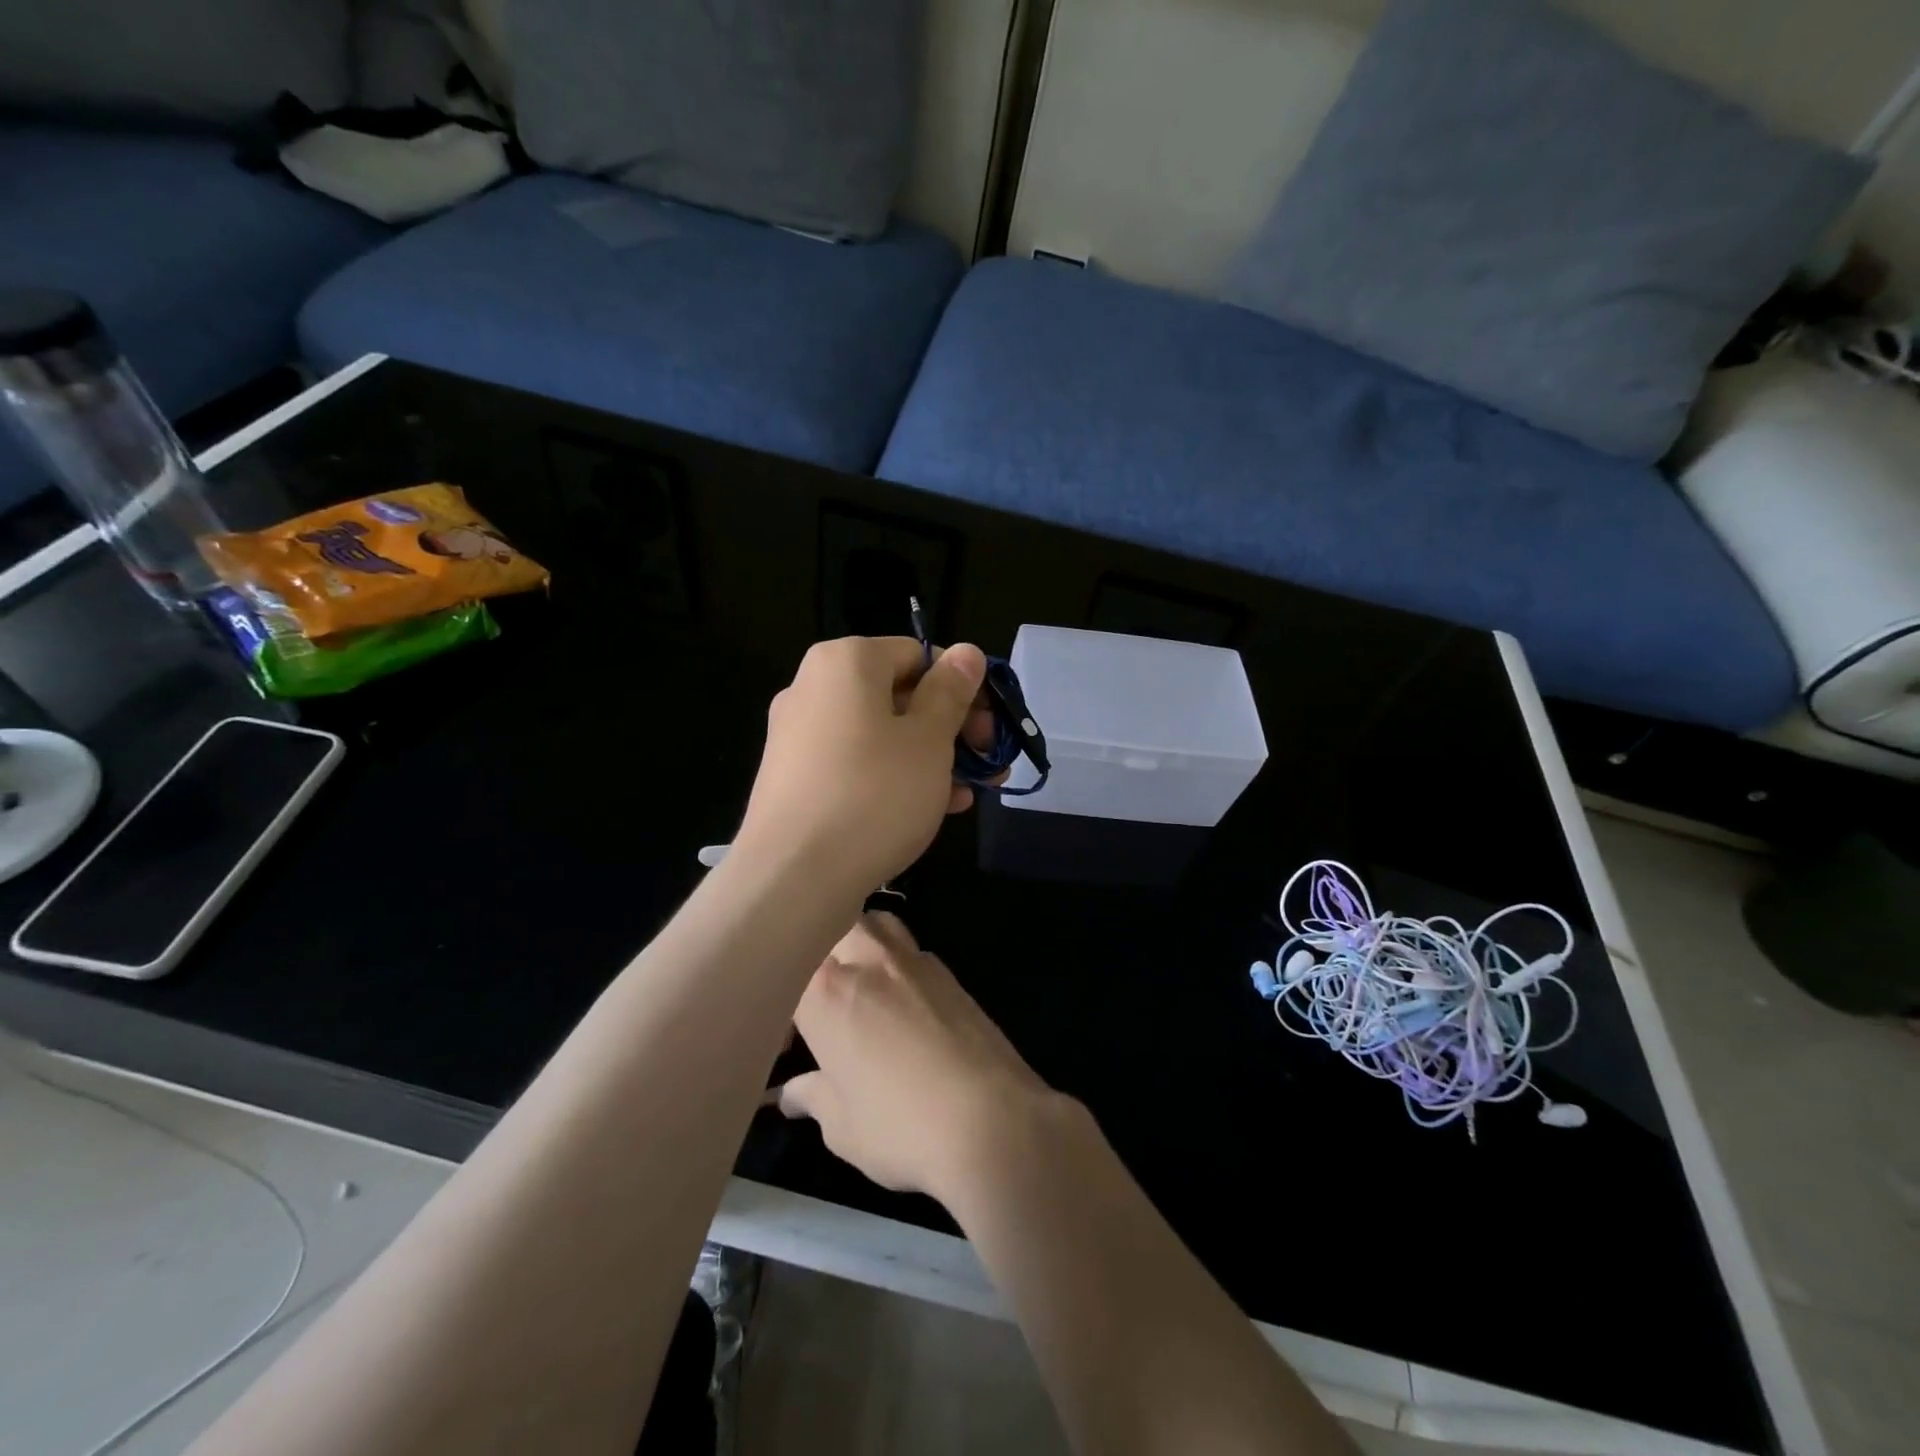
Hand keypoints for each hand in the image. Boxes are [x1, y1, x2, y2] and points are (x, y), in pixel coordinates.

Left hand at [735, 636, 991, 895]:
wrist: (793, 879)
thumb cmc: (874, 794)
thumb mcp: (929, 739)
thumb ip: (950, 691)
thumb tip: (966, 652)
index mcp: (845, 662)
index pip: (918, 655)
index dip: (962, 688)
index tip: (989, 729)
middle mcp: (813, 688)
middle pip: (899, 695)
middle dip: (950, 729)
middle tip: (987, 764)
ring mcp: (798, 736)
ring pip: (881, 735)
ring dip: (930, 758)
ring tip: (966, 794)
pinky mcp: (795, 779)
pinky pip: (856, 764)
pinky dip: (894, 778)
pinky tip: (931, 810)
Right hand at [776, 913, 1056, 1202]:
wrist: (992, 1120)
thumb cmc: (901, 1126)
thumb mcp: (843, 1126)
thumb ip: (814, 1097)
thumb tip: (793, 1093)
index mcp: (826, 992)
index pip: (786, 973)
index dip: (782, 1007)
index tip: (787, 1045)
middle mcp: (868, 961)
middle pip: (832, 927)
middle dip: (819, 954)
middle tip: (819, 1001)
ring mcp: (913, 961)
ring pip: (876, 924)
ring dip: (861, 943)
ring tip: (860, 987)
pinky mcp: (949, 973)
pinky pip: (912, 950)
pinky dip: (898, 964)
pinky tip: (903, 1004)